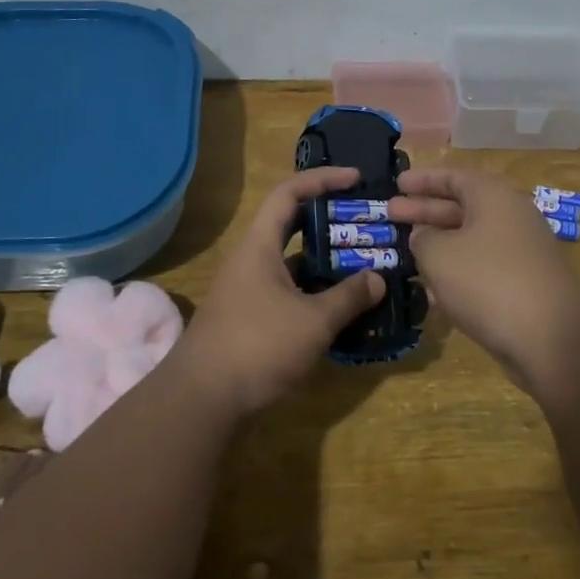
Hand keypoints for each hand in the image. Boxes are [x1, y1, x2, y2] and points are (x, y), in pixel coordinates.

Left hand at [168, 167, 388, 416]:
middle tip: (364, 224)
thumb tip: (378, 278)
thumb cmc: (257, 346)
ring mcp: (248, 290)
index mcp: (259, 246)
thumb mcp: (313, 321)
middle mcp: (251, 260)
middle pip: (291, 225)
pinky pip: (287, 291)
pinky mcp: (249, 318)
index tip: (357, 179)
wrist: (201, 399)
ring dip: (323, 261)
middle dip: (328, 220)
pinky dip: (313, 292)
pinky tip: (339, 307)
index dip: (323, 179)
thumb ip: (348, 297)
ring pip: (291, 262)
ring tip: (362, 265)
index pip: (289, 193)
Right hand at [395, 168, 579, 395]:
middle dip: (425, 211)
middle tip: (391, 214)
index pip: (454, 176)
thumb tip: (425, 237)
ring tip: (406, 251)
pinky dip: (456, 272)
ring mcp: (521, 253)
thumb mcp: (439, 255)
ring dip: (438, 244)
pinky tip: (431, 291)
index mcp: (494, 198)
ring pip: (470, 240)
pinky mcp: (525, 285)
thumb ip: (423, 239)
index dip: (423, 179)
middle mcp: (512, 218)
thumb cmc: (488, 283)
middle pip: (461, 206)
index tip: (397, 184)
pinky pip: (482, 268)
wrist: (552, 340)